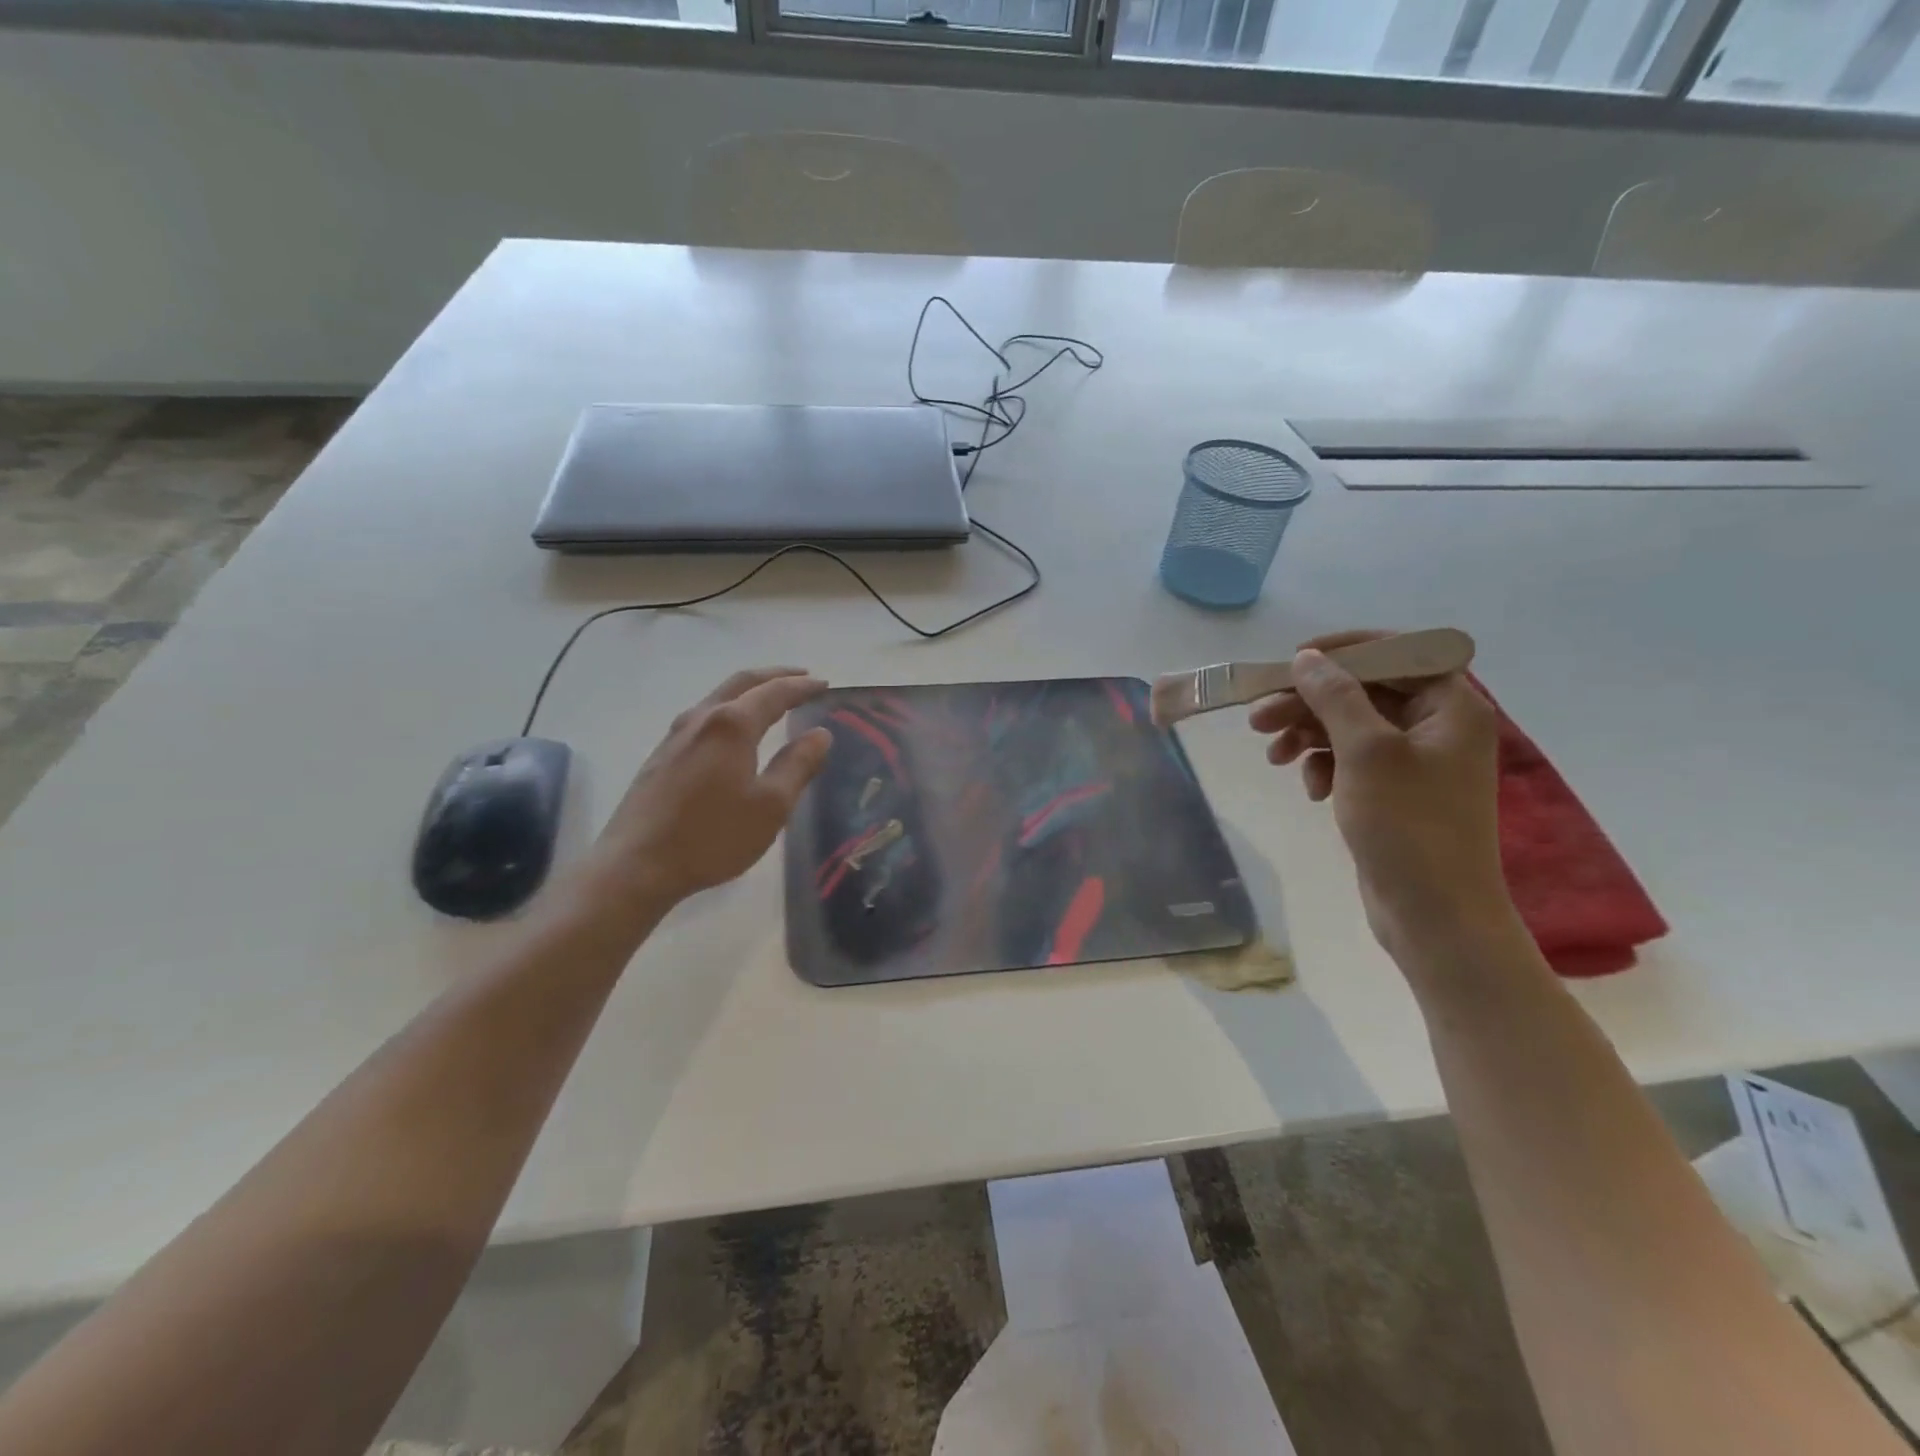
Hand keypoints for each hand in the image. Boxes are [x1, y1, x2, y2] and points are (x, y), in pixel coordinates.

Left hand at [585, 668, 832, 913]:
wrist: (636, 865)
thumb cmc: (712, 836)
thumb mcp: (771, 806)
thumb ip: (798, 765)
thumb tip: (820, 735)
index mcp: (732, 725)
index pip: (775, 693)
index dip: (802, 687)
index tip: (825, 684)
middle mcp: (702, 718)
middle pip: (742, 682)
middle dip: (775, 676)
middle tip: (802, 677)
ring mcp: (676, 735)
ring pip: (718, 696)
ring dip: (749, 690)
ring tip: (771, 698)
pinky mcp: (661, 755)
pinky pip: (704, 715)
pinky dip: (730, 708)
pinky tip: (732, 729)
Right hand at [1249, 631, 1512, 955]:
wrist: (1434, 915)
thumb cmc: (1408, 826)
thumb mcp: (1366, 751)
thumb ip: (1335, 697)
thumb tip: (1306, 658)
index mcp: (1451, 707)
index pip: (1398, 652)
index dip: (1345, 651)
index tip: (1294, 661)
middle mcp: (1437, 726)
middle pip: (1363, 692)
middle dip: (1308, 702)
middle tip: (1257, 717)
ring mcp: (1414, 762)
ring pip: (1349, 726)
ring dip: (1307, 734)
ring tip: (1272, 755)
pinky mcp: (1392, 792)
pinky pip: (1350, 760)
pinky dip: (1323, 766)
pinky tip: (1309, 788)